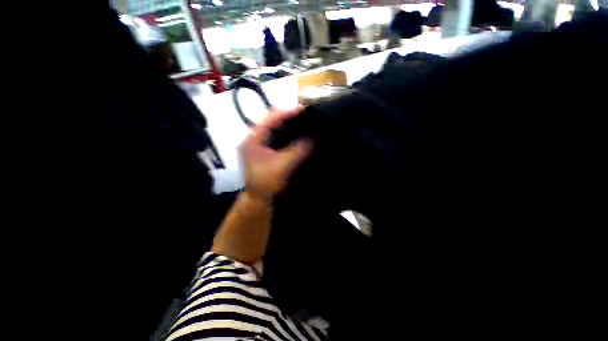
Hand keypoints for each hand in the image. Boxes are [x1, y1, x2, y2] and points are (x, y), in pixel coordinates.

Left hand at [240, 108, 313, 202]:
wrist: (258, 199)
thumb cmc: (267, 183)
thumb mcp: (283, 166)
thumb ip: (298, 151)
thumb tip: (314, 138)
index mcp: (253, 139)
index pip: (270, 118)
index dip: (287, 112)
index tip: (304, 110)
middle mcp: (254, 138)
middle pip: (272, 121)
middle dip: (289, 117)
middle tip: (305, 116)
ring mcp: (258, 144)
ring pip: (274, 128)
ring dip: (288, 125)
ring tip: (303, 123)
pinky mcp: (264, 150)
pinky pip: (276, 137)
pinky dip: (287, 134)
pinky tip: (297, 135)